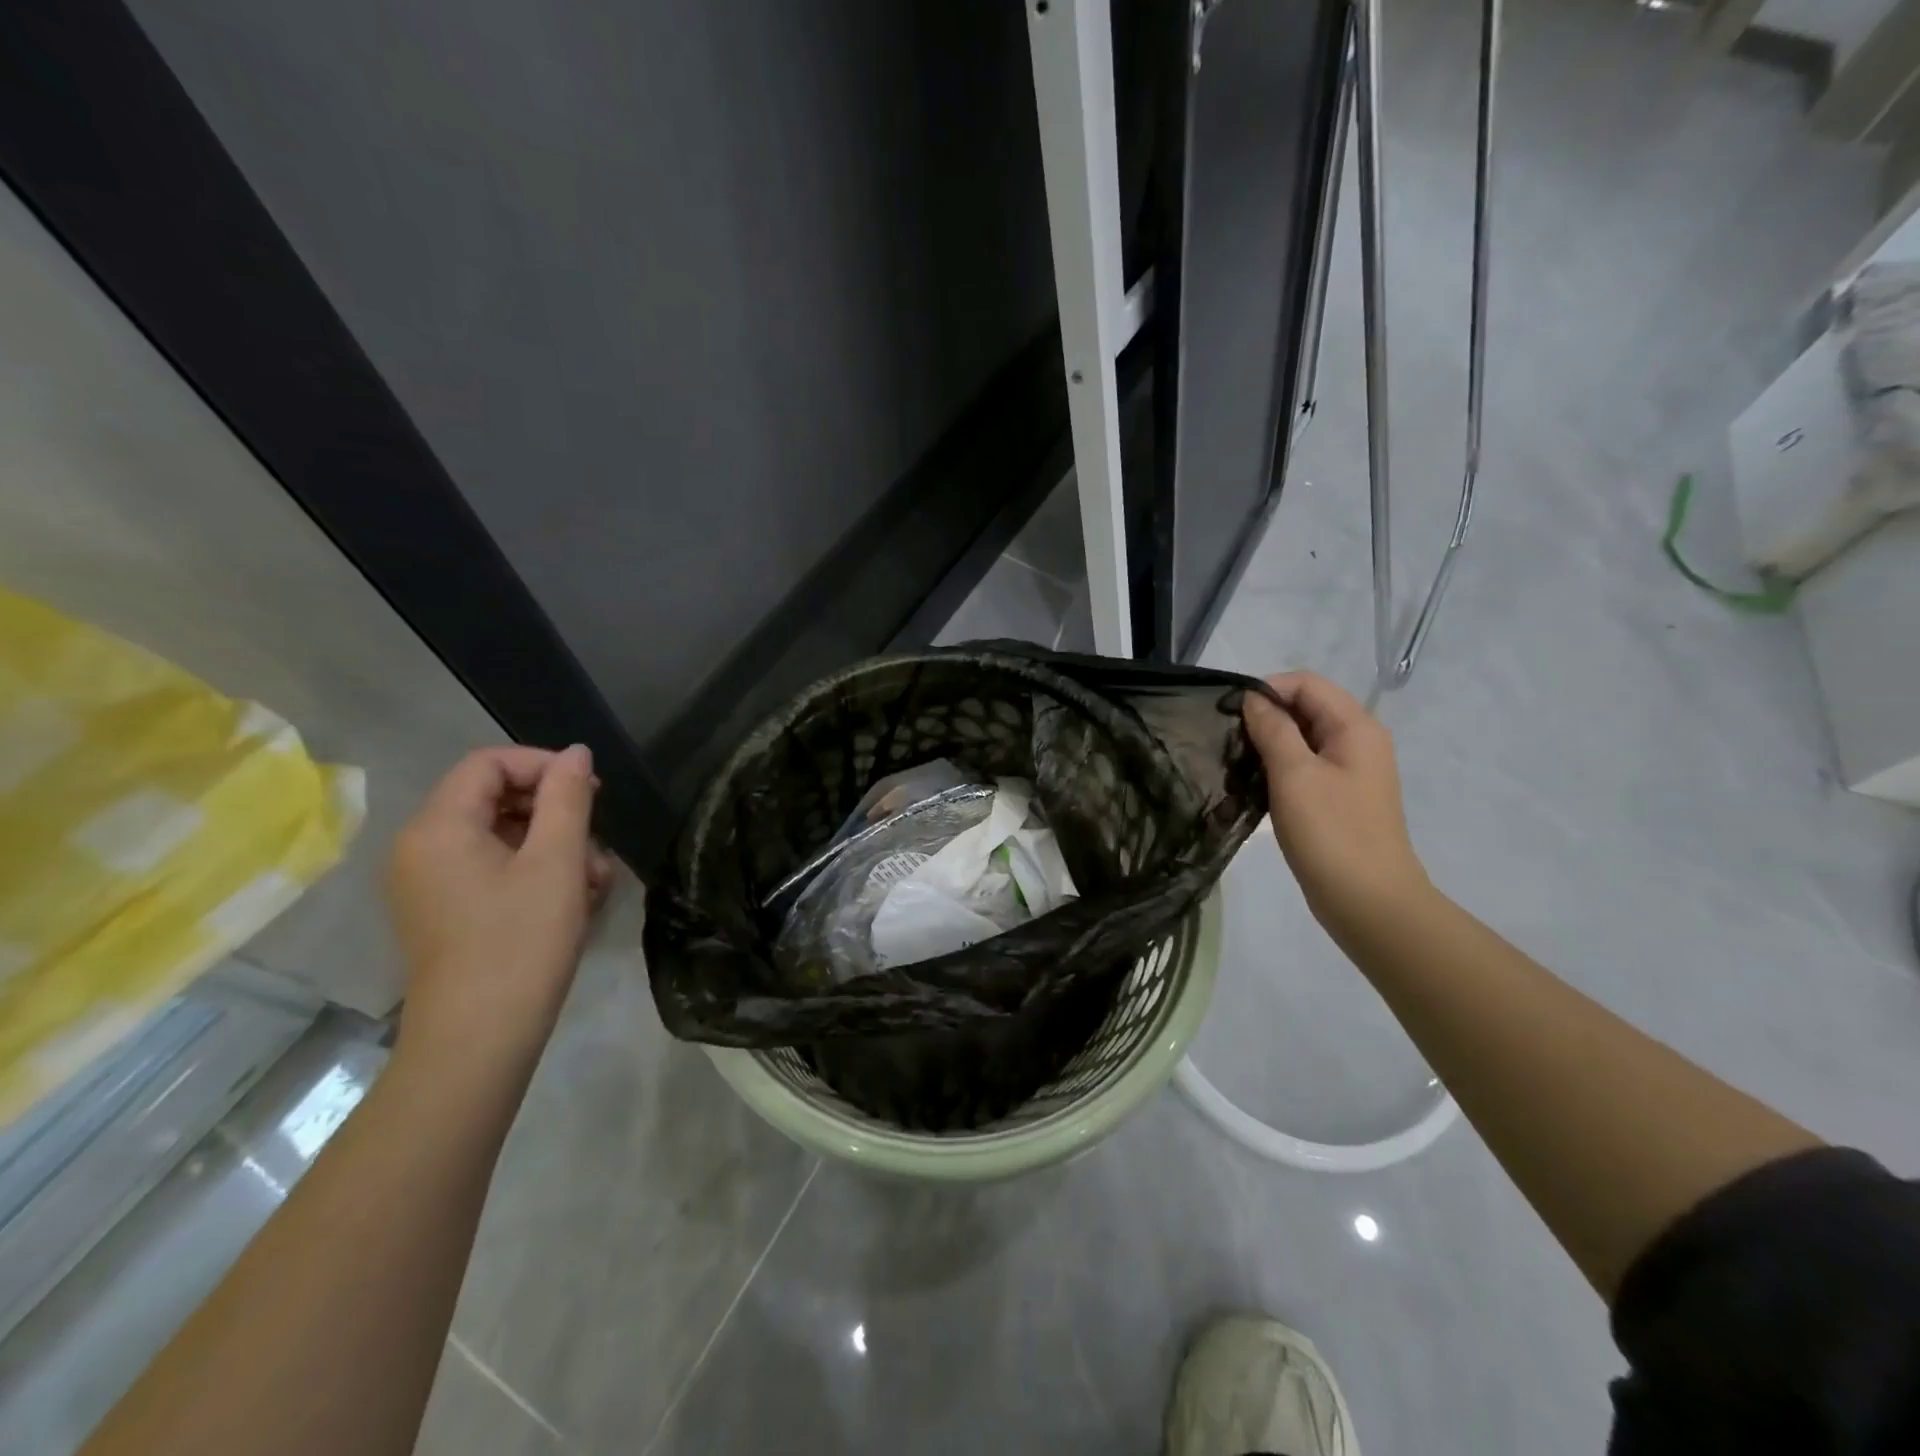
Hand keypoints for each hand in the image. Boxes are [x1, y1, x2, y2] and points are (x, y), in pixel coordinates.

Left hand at [386, 745, 611, 1072]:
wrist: (479, 1041)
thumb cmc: (521, 943)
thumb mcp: (557, 862)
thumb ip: (568, 798)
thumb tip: (577, 754)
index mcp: (438, 827)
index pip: (489, 764)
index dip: (545, 766)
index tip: (593, 792)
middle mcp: (422, 848)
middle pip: (496, 799)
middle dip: (556, 814)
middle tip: (598, 844)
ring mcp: (430, 883)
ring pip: (502, 837)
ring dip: (555, 848)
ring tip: (594, 883)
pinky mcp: (445, 912)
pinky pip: (493, 870)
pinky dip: (535, 874)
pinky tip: (573, 901)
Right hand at [1242, 673, 1429, 939]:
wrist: (1367, 900)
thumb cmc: (1331, 832)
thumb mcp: (1294, 774)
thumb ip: (1273, 729)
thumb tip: (1253, 699)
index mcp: (1355, 727)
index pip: (1306, 683)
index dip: (1267, 690)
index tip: (1231, 714)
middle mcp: (1358, 741)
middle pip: (1306, 707)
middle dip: (1266, 716)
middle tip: (1229, 741)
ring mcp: (1351, 771)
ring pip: (1303, 738)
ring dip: (1269, 743)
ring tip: (1238, 764)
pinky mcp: (1339, 796)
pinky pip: (1306, 765)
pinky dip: (1280, 767)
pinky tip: (1255, 785)